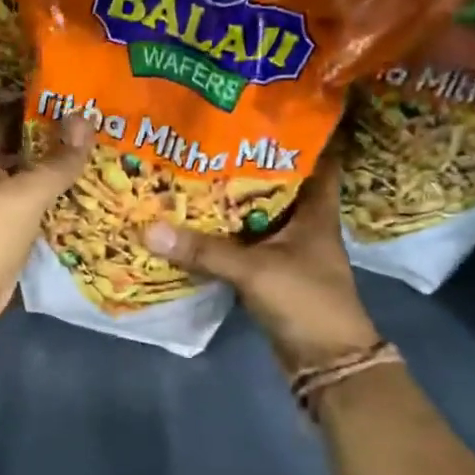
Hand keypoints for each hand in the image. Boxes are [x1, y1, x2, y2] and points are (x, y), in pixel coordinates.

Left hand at [0, 108, 93, 326]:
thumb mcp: (24, 193)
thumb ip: (56, 162)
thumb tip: (86, 120)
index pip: (0, 121)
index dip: (25, 104)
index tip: (62, 94)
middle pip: (21, 153)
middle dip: (52, 140)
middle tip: (95, 127)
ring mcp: (0, 215)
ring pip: (34, 187)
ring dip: (61, 176)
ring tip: (102, 159)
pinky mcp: (14, 242)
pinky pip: (41, 217)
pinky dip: (62, 209)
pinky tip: (91, 202)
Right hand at [142, 155, 379, 371]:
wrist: (325, 362)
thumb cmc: (305, 302)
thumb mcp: (254, 271)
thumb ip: (204, 251)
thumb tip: (149, 228)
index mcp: (315, 210)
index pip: (316, 158)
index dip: (296, 134)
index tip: (261, 112)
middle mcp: (302, 223)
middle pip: (274, 184)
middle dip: (242, 164)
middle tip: (203, 140)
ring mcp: (286, 250)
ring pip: (254, 216)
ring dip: (227, 202)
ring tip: (188, 172)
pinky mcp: (269, 273)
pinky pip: (241, 245)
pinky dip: (220, 236)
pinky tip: (190, 223)